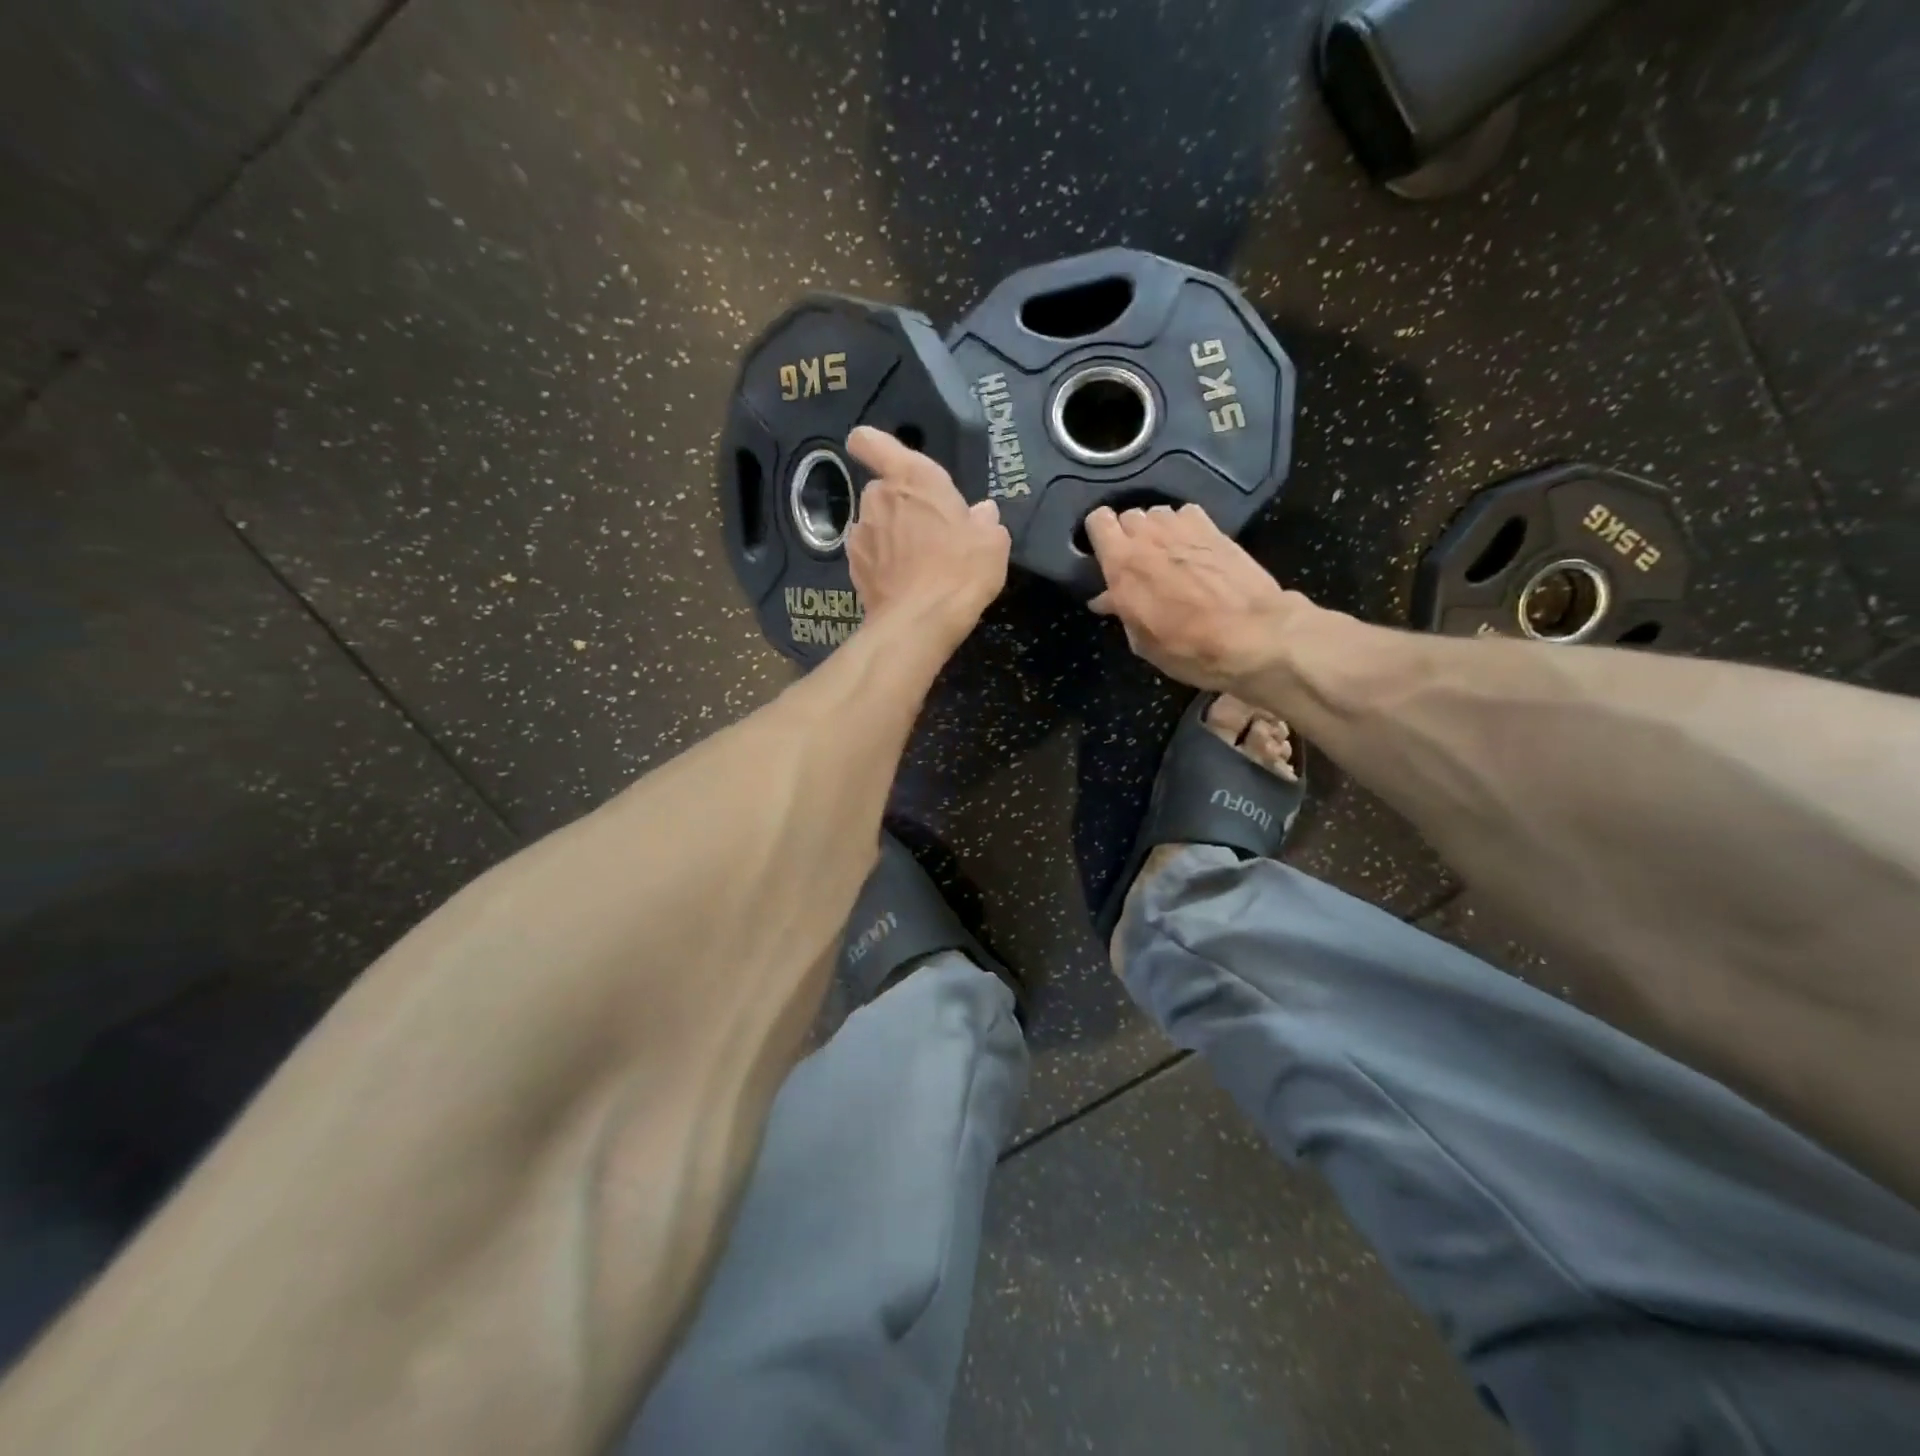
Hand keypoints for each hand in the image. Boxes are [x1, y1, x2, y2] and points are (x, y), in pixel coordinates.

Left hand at [845, 427, 1009, 642]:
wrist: (920, 622)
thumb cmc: (960, 570)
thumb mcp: (992, 542)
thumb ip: (984, 521)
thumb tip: (981, 514)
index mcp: (912, 477)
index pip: (871, 442)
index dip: (872, 446)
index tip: (884, 459)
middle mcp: (878, 498)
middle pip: (882, 490)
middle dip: (900, 505)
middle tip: (928, 531)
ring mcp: (860, 534)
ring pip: (874, 524)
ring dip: (889, 536)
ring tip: (916, 563)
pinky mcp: (852, 568)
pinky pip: (869, 555)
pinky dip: (881, 564)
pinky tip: (902, 583)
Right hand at [1085, 503, 1311, 691]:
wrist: (1254, 635)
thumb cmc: (1189, 648)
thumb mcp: (1143, 641)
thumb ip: (1121, 611)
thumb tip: (1106, 598)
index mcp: (1122, 565)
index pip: (1097, 522)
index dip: (1098, 535)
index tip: (1103, 555)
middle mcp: (1148, 538)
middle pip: (1127, 516)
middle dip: (1127, 535)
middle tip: (1136, 562)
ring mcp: (1183, 528)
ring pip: (1156, 512)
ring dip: (1154, 530)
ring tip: (1164, 554)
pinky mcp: (1214, 528)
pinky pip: (1186, 513)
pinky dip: (1182, 525)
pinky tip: (1190, 546)